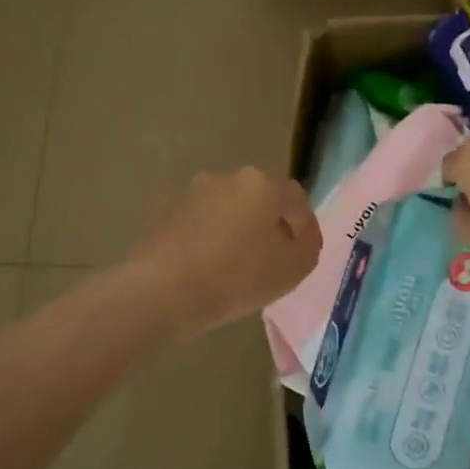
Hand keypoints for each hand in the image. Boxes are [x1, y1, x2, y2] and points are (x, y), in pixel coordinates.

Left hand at [130, 167, 321, 336]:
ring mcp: (193, 193)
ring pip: (229, 211)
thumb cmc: (236, 277)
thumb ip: (307, 249)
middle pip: (261, 199)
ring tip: (241, 266)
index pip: (296, 199)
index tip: (305, 252)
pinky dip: (212, 240)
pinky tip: (211, 268)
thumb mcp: (292, 270)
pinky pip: (202, 225)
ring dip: (239, 231)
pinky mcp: (167, 213)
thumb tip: (300, 239)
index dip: (306, 226)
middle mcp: (227, 178)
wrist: (163, 290)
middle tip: (276, 258)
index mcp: (262, 185)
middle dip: (271, 225)